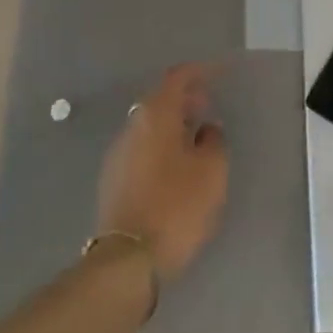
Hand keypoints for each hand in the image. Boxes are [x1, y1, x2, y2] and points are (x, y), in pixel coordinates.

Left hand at [96, 63, 228, 283]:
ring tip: (197, 138)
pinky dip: (162, 145)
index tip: (219, 73)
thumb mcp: (211, 171)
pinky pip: (143, 148)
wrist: (127, 261)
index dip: (199, 72)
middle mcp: (132, 126)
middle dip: (185, 99)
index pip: (177, 78)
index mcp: (155, 115)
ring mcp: (118, 154)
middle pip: (160, 100)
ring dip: (173, 124)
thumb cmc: (176, 206)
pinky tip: (177, 166)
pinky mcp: (114, 180)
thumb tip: (206, 130)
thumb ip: (213, 141)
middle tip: (209, 107)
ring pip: (150, 126)